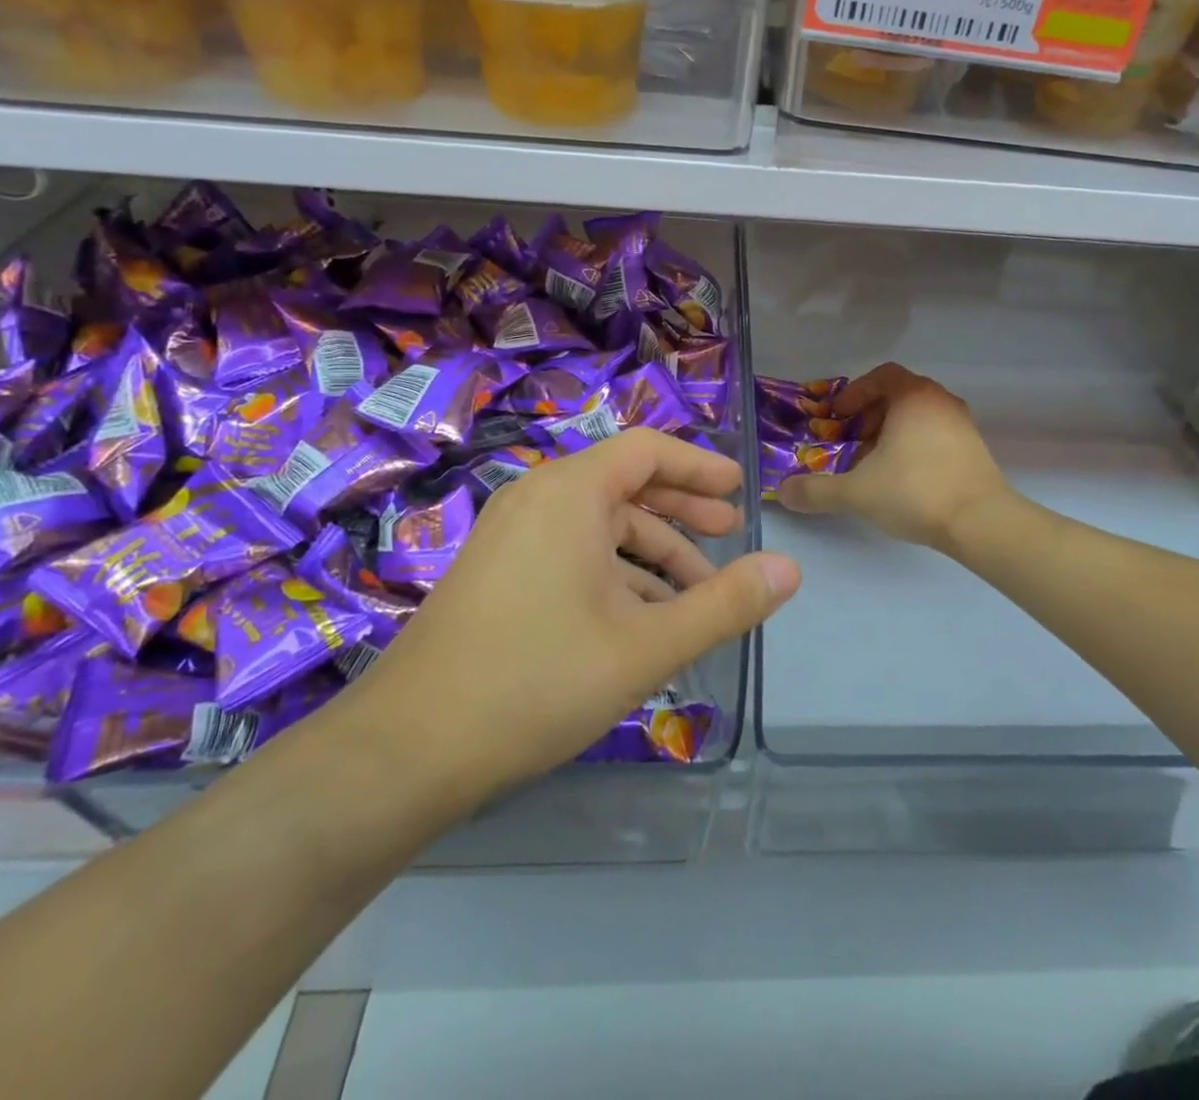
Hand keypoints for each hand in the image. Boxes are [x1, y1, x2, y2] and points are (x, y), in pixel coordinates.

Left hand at [360, 429, 800, 801]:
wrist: (407, 749)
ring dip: (651, 554)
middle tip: (729, 535)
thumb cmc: (537, 681)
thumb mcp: (648, 645)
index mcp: (570, 493)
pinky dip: (614, 573)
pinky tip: (641, 619)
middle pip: (624, 485)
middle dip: (682, 510)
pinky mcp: (496, 573)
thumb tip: (791, 570)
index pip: (648, 450)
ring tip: (695, 596)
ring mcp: (509, 536)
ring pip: (598, 526)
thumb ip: (725, 604)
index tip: (740, 490)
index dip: (700, 466)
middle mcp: (536, 499)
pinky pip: (570, 552)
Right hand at [778, 363, 1008, 551]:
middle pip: (899, 395)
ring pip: (918, 417)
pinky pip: (935, 436)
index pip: (881, 376)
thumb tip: (783, 492)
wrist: (981, 522)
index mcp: (914, 396)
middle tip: (851, 441)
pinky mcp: (974, 450)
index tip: (837, 417)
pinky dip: (914, 447)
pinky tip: (902, 480)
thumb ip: (817, 490)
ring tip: (873, 464)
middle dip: (870, 416)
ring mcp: (962, 425)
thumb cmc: (915, 491)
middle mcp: (941, 402)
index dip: (855, 393)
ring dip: (891, 434)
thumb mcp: (857, 492)